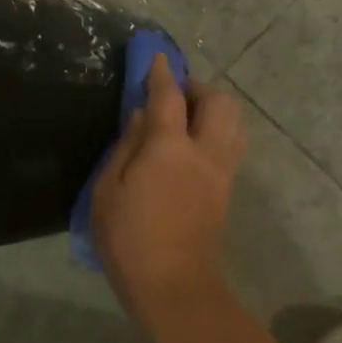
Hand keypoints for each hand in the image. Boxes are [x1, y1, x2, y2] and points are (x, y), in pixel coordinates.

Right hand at [92, 54, 245, 320]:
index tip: (157, 57)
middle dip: (199, 89)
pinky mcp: (226, 191)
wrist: (173, 284)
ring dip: (214, 110)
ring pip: (234, 124)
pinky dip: (218, 132)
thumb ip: (126, 146)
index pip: (169, 97)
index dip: (161, 73)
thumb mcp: (107, 190)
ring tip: (187, 119)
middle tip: (174, 95)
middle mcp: (204, 152)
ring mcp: (221, 172)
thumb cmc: (128, 238)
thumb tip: (141, 115)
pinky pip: (231, 146)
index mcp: (169, 148)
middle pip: (219, 103)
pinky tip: (193, 146)